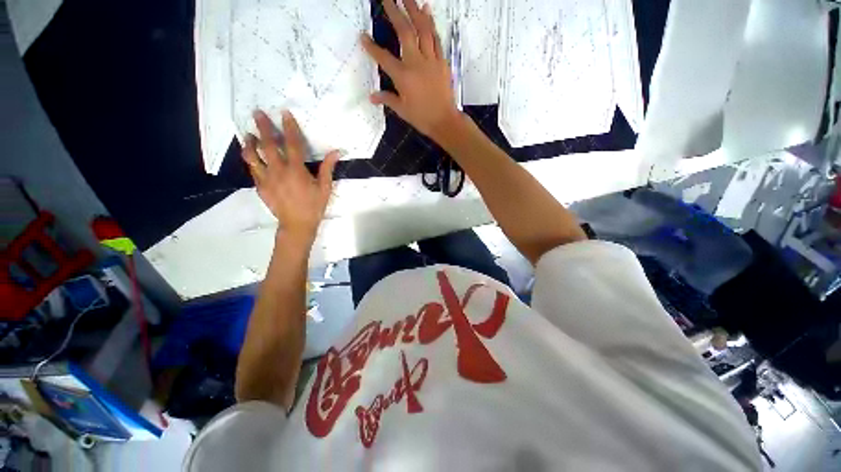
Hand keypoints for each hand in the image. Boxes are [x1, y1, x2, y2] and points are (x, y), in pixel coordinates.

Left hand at [242, 110, 338, 245]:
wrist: (297, 224)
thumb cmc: (314, 206)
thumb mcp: (325, 188)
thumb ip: (327, 168)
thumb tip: (336, 152)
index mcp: (296, 171)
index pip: (292, 144)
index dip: (289, 127)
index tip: (284, 113)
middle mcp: (278, 171)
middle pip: (267, 145)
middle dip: (263, 127)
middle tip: (258, 113)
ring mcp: (266, 179)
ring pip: (252, 156)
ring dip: (249, 143)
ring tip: (248, 134)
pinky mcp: (260, 187)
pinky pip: (252, 170)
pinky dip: (251, 160)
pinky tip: (252, 155)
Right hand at [361, 0, 460, 140]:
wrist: (445, 121)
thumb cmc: (422, 118)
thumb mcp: (402, 110)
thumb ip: (387, 99)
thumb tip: (372, 97)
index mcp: (403, 77)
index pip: (383, 58)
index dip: (371, 47)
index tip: (363, 36)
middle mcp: (416, 63)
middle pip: (405, 32)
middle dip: (395, 12)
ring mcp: (431, 60)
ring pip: (422, 29)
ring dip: (414, 10)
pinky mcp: (442, 61)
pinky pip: (436, 38)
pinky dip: (431, 24)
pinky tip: (427, 11)